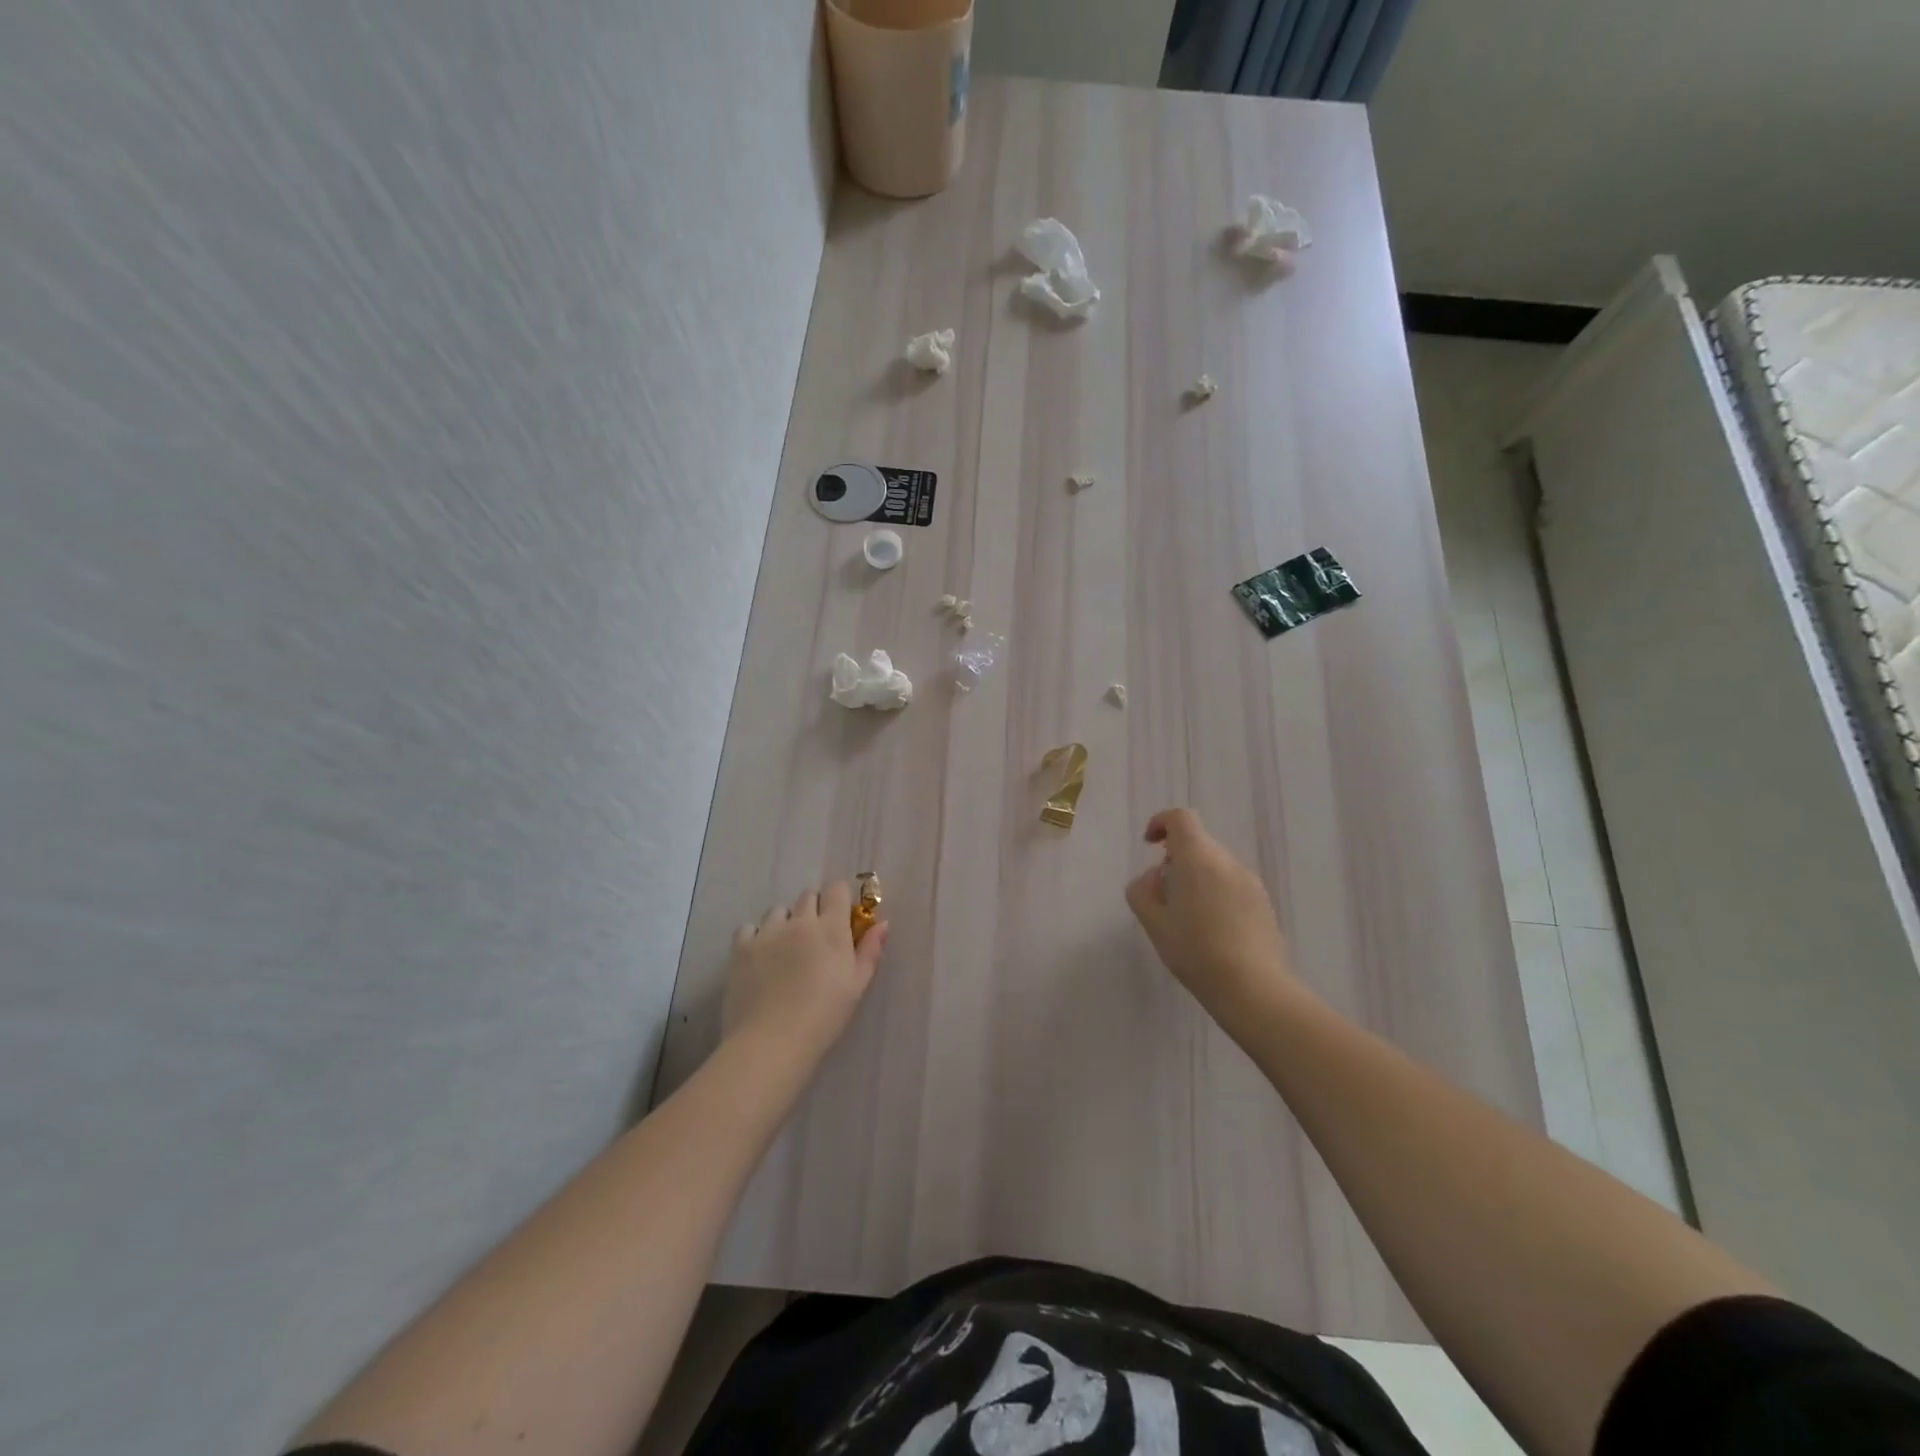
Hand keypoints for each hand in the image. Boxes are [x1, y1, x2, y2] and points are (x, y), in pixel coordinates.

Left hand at [722, 880, 888, 1065]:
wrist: (772, 1042)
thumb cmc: (824, 1016)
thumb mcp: (857, 986)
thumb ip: (870, 951)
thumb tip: (882, 923)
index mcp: (831, 929)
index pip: (836, 889)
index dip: (839, 899)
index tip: (840, 917)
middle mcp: (799, 922)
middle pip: (807, 896)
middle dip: (814, 909)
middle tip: (815, 938)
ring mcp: (767, 932)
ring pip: (778, 910)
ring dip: (785, 922)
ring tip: (785, 949)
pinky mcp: (741, 948)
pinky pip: (749, 928)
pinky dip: (756, 937)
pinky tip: (760, 957)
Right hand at [1125, 808, 1301, 1035]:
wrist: (1255, 989)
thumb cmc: (1196, 952)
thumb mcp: (1154, 923)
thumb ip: (1143, 890)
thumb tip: (1155, 876)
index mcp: (1199, 859)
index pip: (1181, 818)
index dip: (1161, 823)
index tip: (1149, 844)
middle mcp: (1228, 862)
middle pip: (1198, 843)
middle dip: (1176, 858)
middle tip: (1162, 894)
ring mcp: (1251, 882)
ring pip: (1215, 866)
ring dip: (1196, 878)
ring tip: (1186, 918)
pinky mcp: (1264, 904)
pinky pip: (1231, 885)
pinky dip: (1215, 893)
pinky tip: (1210, 931)